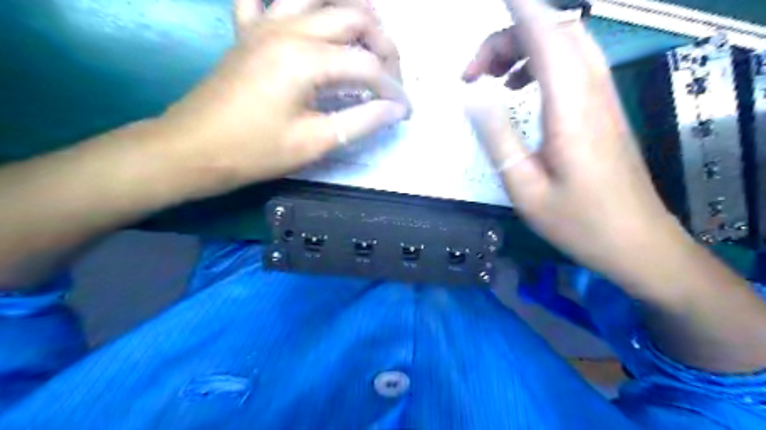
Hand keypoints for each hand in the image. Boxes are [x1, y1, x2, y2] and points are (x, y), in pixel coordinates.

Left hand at [155, 0, 405, 197]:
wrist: (193, 149)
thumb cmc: (255, 151)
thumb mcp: (315, 142)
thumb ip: (361, 121)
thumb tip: (395, 110)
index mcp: (306, 59)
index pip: (367, 65)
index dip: (393, 88)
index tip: (405, 110)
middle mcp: (289, 28)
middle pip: (352, 16)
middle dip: (383, 44)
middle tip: (392, 75)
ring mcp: (264, 24)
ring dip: (350, 8)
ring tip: (369, 33)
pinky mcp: (247, 31)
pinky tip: (302, 13)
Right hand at [466, 0, 687, 281]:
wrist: (636, 242)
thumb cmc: (577, 221)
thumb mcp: (524, 187)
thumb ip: (498, 137)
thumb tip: (473, 96)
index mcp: (570, 109)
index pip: (547, 36)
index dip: (519, 10)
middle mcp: (592, 93)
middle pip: (557, 32)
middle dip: (509, 35)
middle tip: (473, 72)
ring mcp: (603, 99)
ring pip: (567, 45)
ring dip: (526, 48)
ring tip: (492, 78)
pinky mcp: (605, 111)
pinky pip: (575, 66)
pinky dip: (542, 63)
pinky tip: (520, 89)